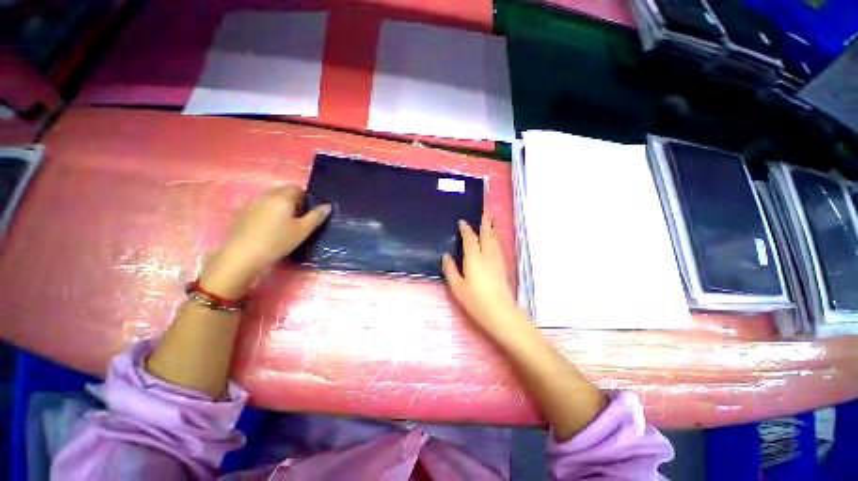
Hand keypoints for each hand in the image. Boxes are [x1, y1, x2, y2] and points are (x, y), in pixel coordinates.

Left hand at [200, 185, 330, 297]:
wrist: (243, 256)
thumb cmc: (278, 241)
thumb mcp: (303, 230)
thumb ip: (317, 216)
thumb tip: (327, 206)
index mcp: (282, 197)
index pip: (296, 188)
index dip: (305, 198)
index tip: (307, 213)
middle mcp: (266, 196)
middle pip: (283, 192)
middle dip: (293, 202)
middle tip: (298, 220)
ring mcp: (252, 204)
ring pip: (272, 200)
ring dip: (281, 208)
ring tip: (284, 226)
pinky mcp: (243, 214)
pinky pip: (261, 207)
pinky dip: (269, 213)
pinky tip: (269, 230)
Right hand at [442, 215, 527, 337]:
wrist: (500, 313)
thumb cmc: (476, 300)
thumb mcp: (457, 287)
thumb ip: (450, 270)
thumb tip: (446, 256)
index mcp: (474, 258)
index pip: (470, 238)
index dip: (466, 229)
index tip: (462, 222)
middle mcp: (487, 255)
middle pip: (487, 234)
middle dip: (485, 222)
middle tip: (484, 211)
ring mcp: (497, 260)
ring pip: (495, 239)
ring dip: (492, 228)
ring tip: (490, 221)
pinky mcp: (503, 267)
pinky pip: (499, 247)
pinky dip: (496, 239)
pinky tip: (495, 240)